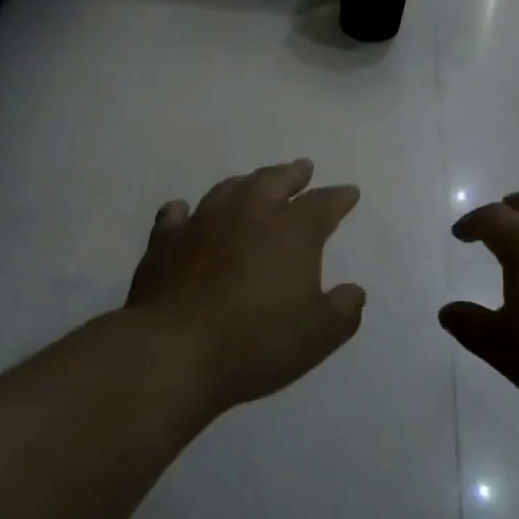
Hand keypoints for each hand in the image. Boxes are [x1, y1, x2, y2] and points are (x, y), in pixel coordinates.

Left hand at [127, 159, 365, 412]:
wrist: (172, 350)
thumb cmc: (255, 342)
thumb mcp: (317, 336)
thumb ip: (342, 311)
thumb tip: (354, 292)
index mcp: (290, 232)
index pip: (322, 204)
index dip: (339, 198)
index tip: (349, 192)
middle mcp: (248, 214)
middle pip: (274, 181)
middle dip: (292, 174)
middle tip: (302, 168)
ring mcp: (202, 223)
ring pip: (228, 189)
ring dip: (246, 183)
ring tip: (254, 183)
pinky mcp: (165, 242)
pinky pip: (176, 216)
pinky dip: (184, 210)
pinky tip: (183, 210)